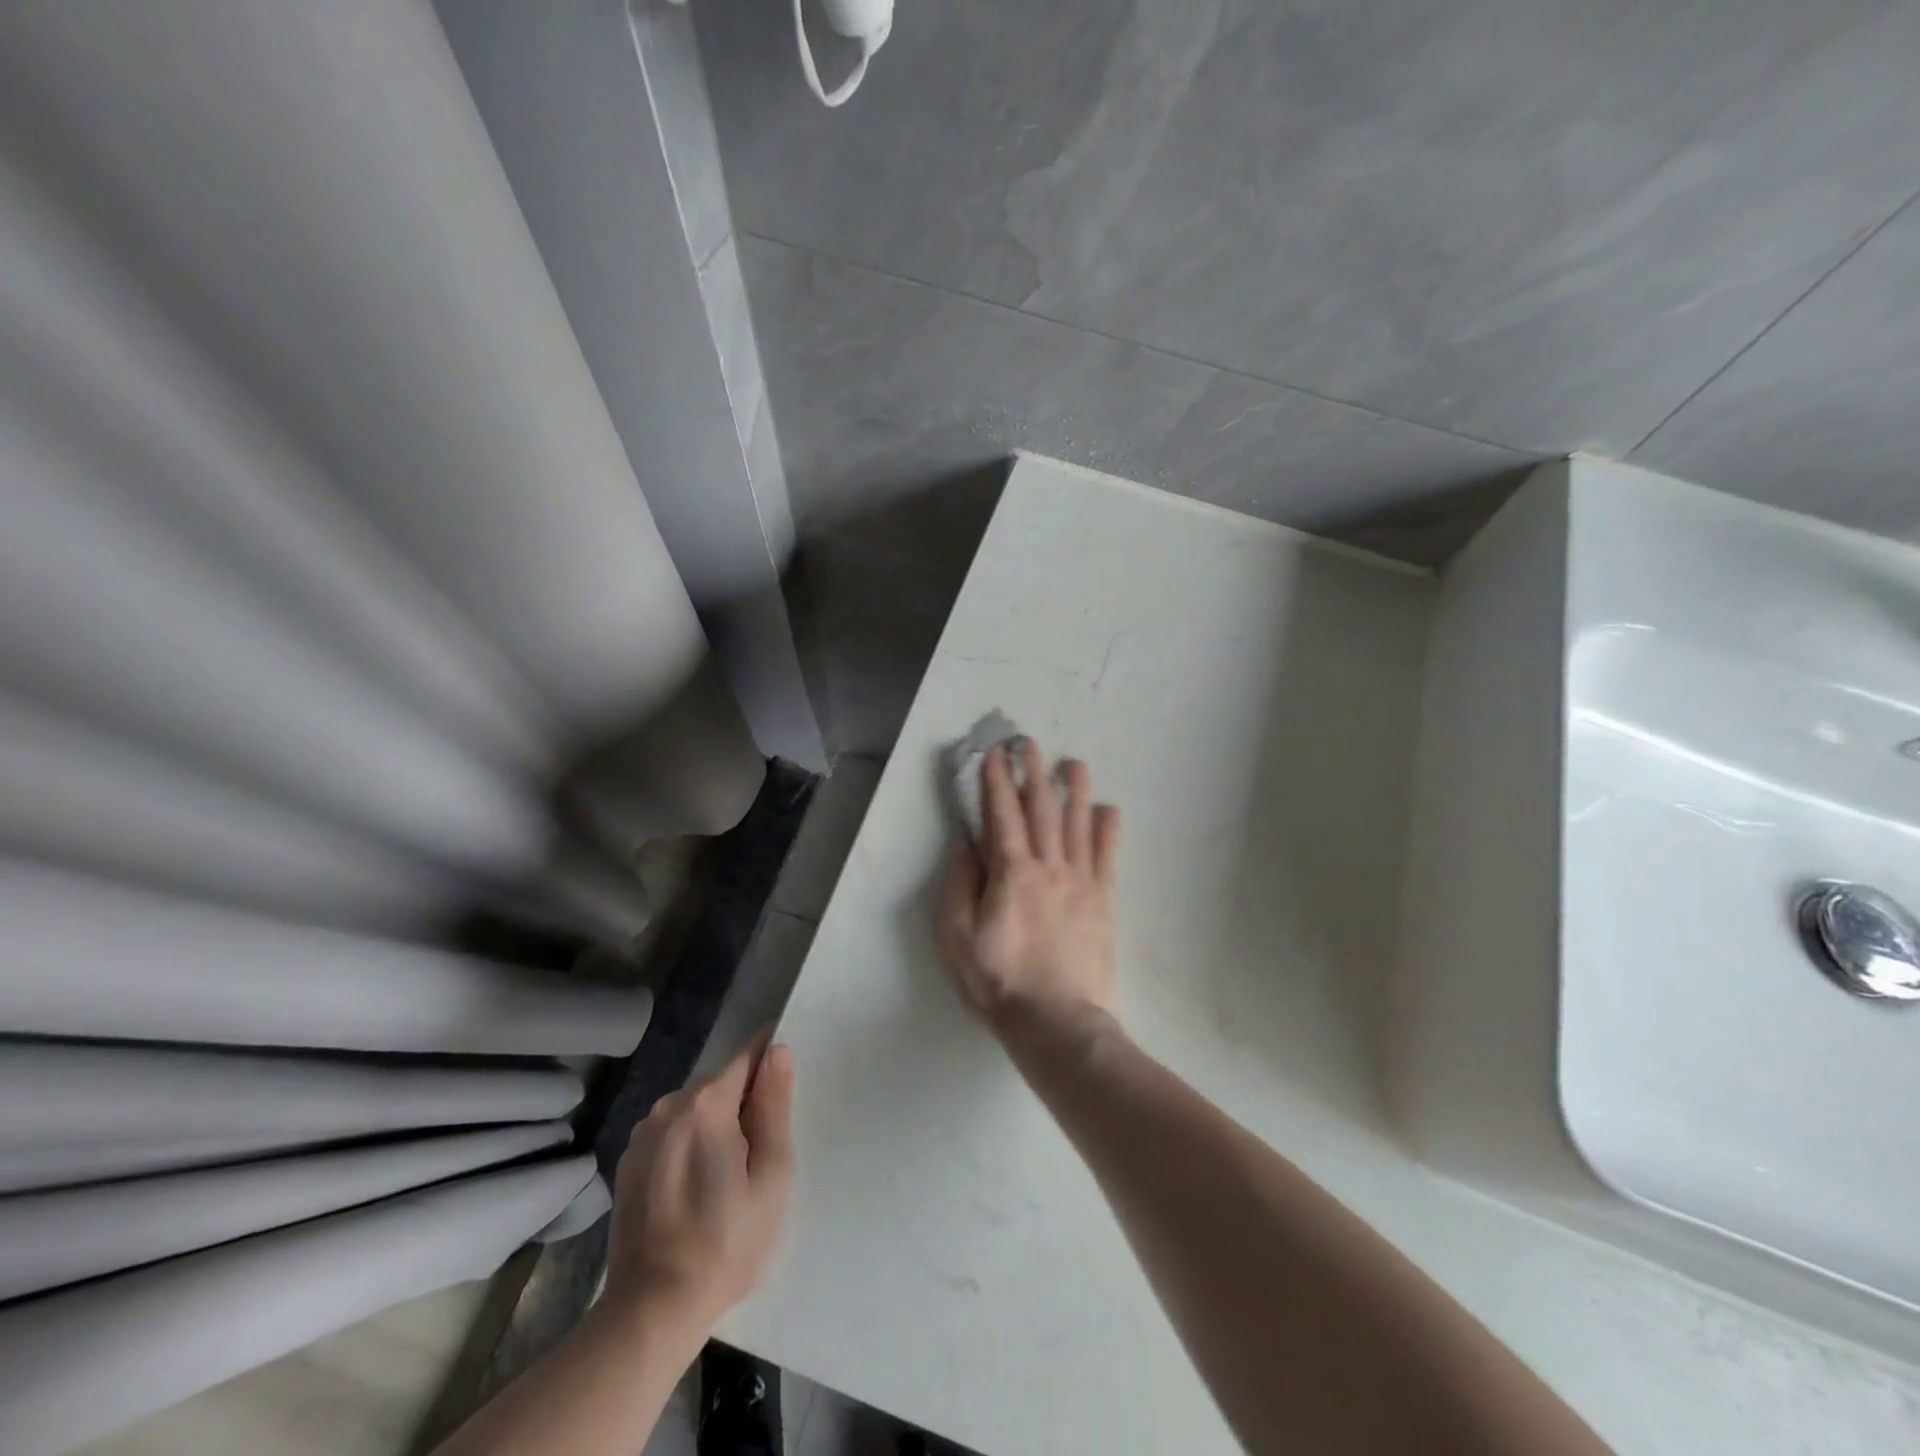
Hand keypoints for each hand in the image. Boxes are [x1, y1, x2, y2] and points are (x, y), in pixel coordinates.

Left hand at [603, 1039, 794, 1326]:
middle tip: (762, 1151)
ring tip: (729, 1175)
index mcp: (707, 1103)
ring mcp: (644, 1134)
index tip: (786, 1084)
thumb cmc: (727, 1242)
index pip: (748, 1055)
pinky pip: (672, 1133)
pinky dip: (690, 1144)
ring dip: (716, 1124)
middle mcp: (670, 1105)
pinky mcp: (629, 1162)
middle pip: (721, 1083)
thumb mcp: (771, 1175)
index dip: (771, 1059)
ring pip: (695, 1108)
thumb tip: (777, 1052)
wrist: (652, 1310)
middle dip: (745, 1102)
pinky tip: (697, 1187)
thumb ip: (774, 1106)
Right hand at [940, 738, 1121, 1037]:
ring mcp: (1081, 881)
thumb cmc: (999, 980)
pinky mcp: (1104, 900)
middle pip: (1041, 810)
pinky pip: (1107, 857)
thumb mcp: (958, 935)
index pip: (1001, 815)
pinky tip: (1109, 810)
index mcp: (1011, 873)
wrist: (1056, 1021)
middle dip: (1033, 773)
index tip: (995, 754)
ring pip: (1078, 825)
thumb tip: (965, 844)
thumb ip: (960, 884)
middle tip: (1031, 743)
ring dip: (1075, 790)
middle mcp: (1049, 866)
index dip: (997, 782)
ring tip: (1074, 763)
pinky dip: (1108, 831)